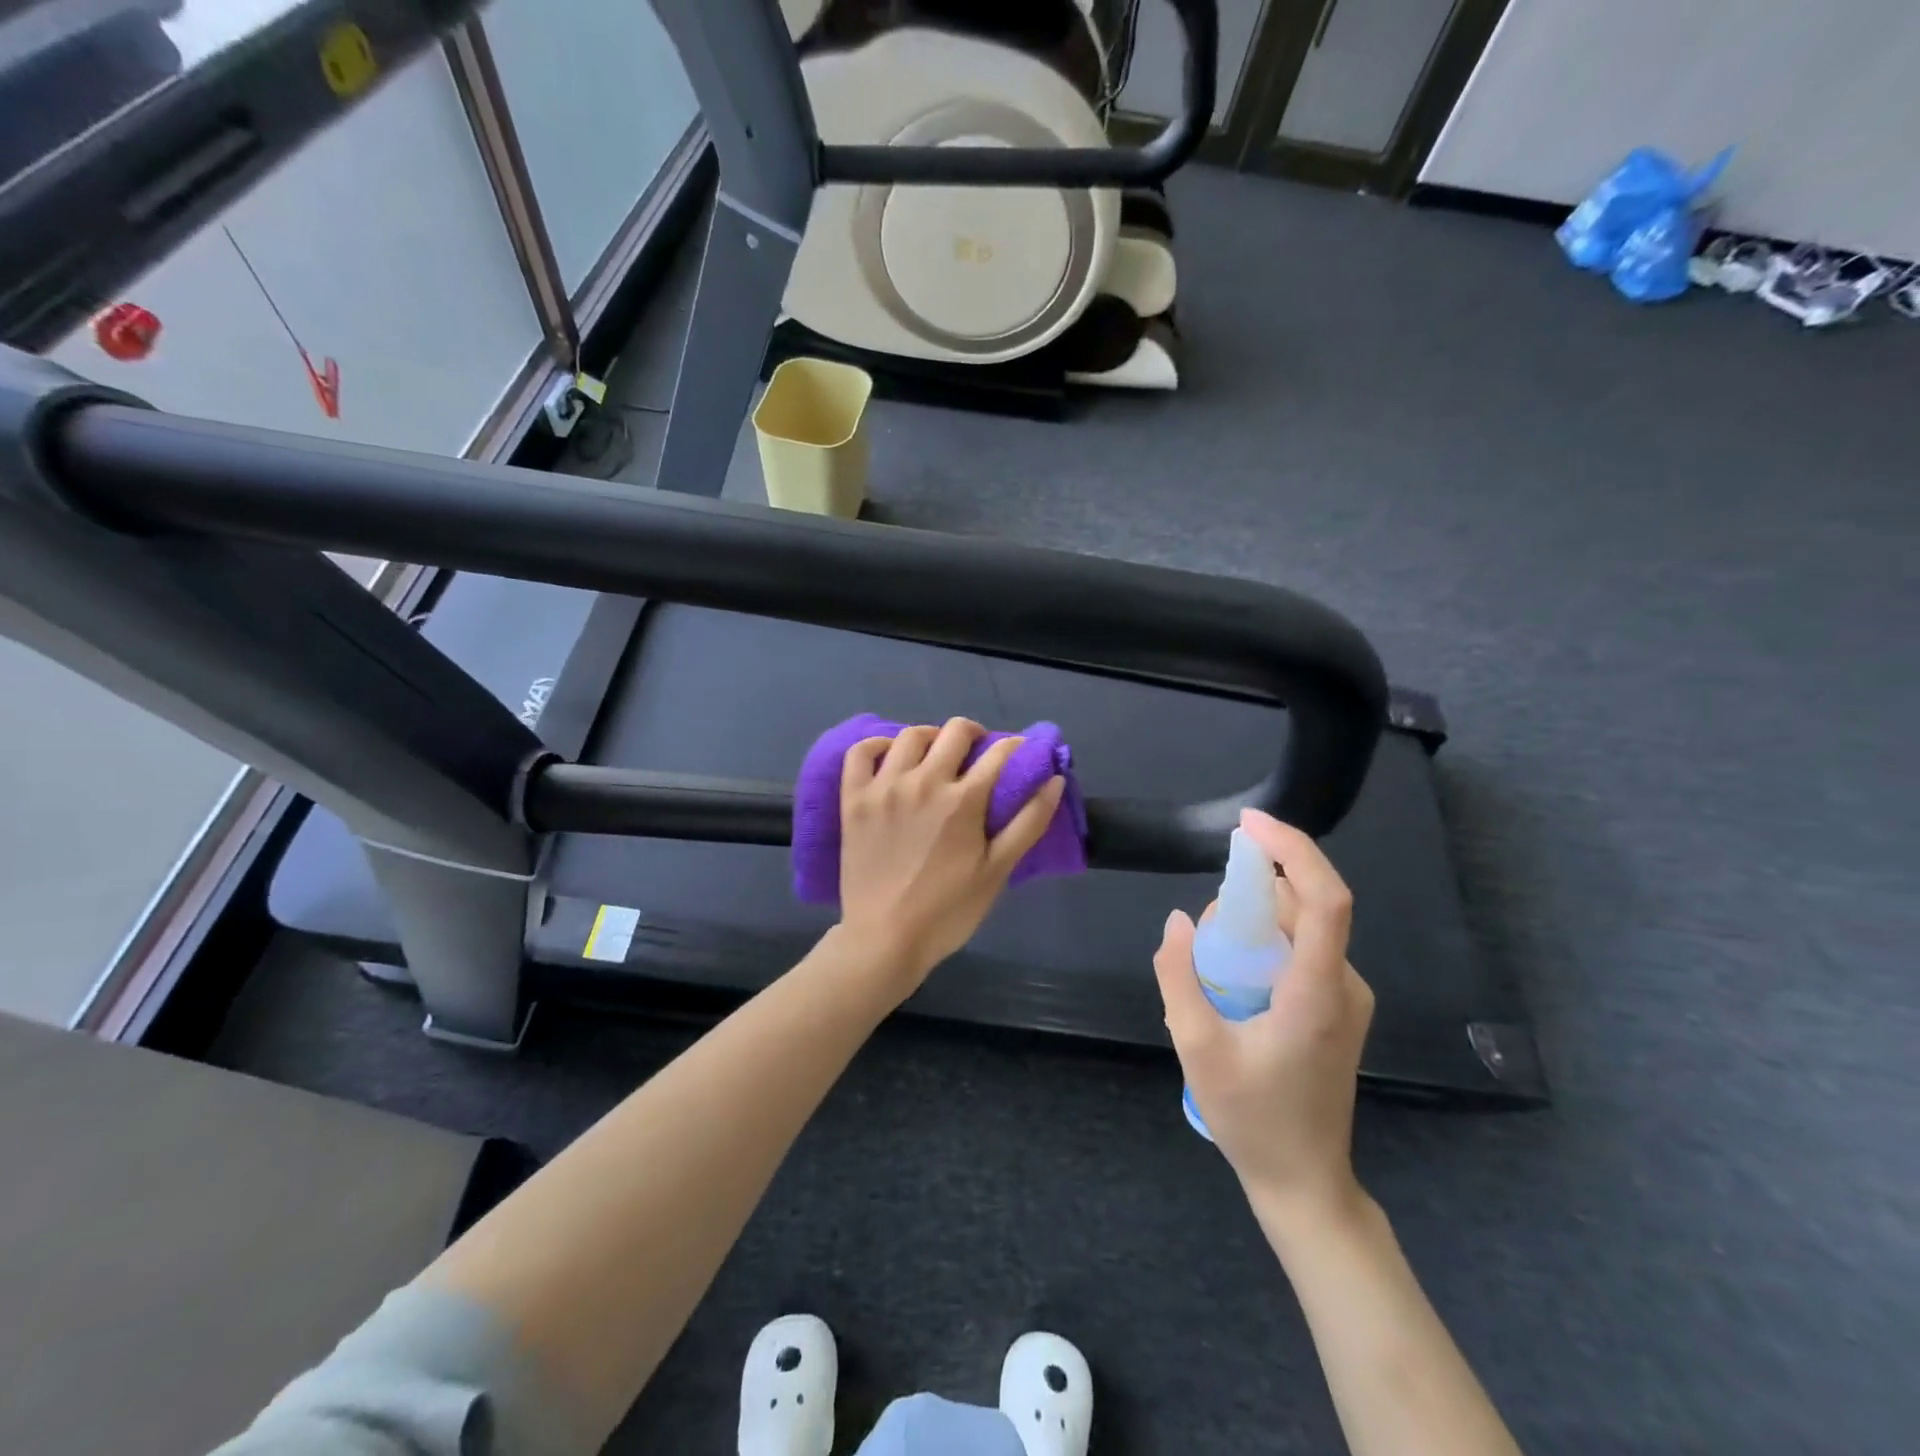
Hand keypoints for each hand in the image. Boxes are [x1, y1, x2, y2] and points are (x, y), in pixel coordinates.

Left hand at [838, 717, 1065, 997]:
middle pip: (955, 732)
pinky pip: (861, 753)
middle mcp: (923, 781)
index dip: (1017, 748)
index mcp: (963, 799)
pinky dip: (878, 745)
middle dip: (975, 735)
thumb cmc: (948, 911)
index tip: (1020, 754)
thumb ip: (1029, 822)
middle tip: (978, 755)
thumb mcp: (997, 870)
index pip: (999, 753)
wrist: (884, 939)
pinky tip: (892, 758)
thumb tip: (1054, 779)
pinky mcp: (854, 799)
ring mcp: (884, 787)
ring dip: (932, 737)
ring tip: (937, 756)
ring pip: (910, 736)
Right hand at [1153, 809, 1374, 1232]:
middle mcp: (1344, 985)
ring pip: (1305, 927)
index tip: (1249, 824)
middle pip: (1309, 906)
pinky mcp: (1339, 1007)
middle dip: (1255, 887)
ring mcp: (1347, 998)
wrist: (1304, 1181)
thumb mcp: (1196, 1048)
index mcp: (1317, 993)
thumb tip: (1178, 920)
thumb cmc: (1251, 1119)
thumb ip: (1179, 977)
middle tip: (1205, 920)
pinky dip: (1266, 938)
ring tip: (1211, 951)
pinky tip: (1232, 970)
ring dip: (1257, 916)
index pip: (1325, 899)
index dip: (1293, 850)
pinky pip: (1304, 950)